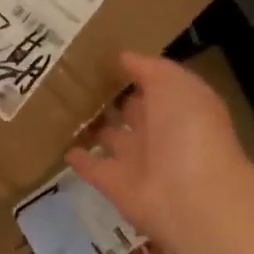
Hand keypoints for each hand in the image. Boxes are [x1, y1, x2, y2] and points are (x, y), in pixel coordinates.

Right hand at [67, 52, 253, 249]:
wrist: (192, 196)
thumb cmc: (189, 130)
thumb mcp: (174, 83)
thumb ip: (148, 68)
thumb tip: (122, 57)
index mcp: (178, 106)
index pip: (152, 85)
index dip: (132, 71)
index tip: (101, 57)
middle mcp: (159, 132)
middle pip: (132, 112)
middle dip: (111, 99)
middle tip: (75, 80)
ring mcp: (137, 161)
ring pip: (111, 139)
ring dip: (94, 128)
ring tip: (62, 108)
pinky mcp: (115, 185)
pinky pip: (94, 168)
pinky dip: (79, 159)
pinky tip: (60, 144)